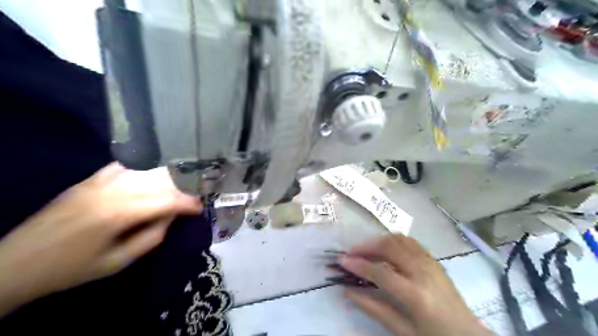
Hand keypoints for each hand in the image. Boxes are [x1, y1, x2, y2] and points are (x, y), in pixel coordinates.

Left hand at [0, 165, 200, 315]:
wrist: (15, 263)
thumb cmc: (70, 269)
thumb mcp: (117, 262)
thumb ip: (151, 237)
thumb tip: (172, 217)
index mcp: (118, 213)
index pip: (167, 200)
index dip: (189, 202)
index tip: (201, 207)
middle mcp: (112, 190)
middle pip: (160, 180)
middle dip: (183, 188)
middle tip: (194, 197)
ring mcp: (99, 181)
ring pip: (146, 171)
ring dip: (167, 179)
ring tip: (178, 188)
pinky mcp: (89, 179)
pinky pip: (126, 167)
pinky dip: (144, 171)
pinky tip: (150, 179)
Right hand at [339, 235, 492, 335]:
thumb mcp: (403, 330)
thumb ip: (374, 309)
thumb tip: (348, 291)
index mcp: (416, 295)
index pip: (380, 272)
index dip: (358, 265)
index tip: (341, 261)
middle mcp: (423, 272)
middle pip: (389, 247)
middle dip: (366, 246)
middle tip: (351, 253)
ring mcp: (430, 263)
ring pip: (399, 239)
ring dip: (379, 241)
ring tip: (365, 250)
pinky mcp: (433, 260)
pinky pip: (410, 241)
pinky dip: (393, 240)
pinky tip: (385, 249)